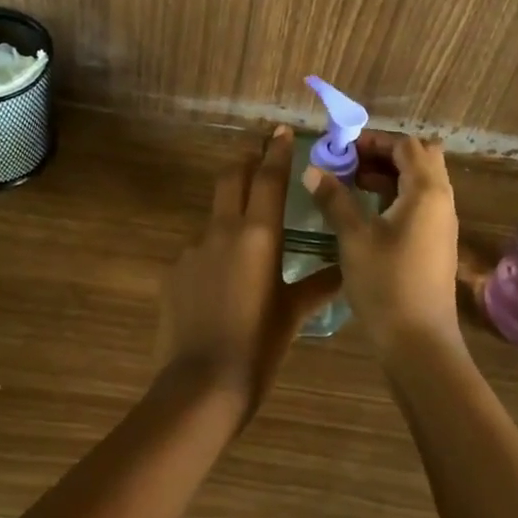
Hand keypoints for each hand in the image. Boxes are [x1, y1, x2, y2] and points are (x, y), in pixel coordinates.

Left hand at [155, 126, 342, 419]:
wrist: (200, 385)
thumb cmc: (258, 348)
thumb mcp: (293, 316)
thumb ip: (318, 286)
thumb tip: (345, 271)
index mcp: (258, 236)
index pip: (269, 179)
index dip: (276, 152)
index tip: (281, 131)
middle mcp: (222, 231)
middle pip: (232, 178)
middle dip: (246, 160)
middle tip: (258, 152)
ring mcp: (192, 249)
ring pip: (214, 218)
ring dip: (230, 216)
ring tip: (245, 246)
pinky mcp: (173, 272)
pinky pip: (197, 253)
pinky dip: (212, 257)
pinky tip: (218, 286)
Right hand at [301, 131, 461, 356]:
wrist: (419, 344)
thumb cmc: (386, 284)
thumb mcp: (353, 237)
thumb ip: (334, 198)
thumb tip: (312, 170)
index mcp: (426, 191)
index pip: (406, 145)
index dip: (374, 141)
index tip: (342, 149)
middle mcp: (442, 201)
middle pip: (420, 158)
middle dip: (384, 153)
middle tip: (351, 162)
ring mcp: (442, 223)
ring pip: (421, 181)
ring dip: (389, 174)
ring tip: (352, 183)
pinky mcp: (437, 243)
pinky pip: (420, 203)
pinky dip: (396, 195)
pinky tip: (367, 211)